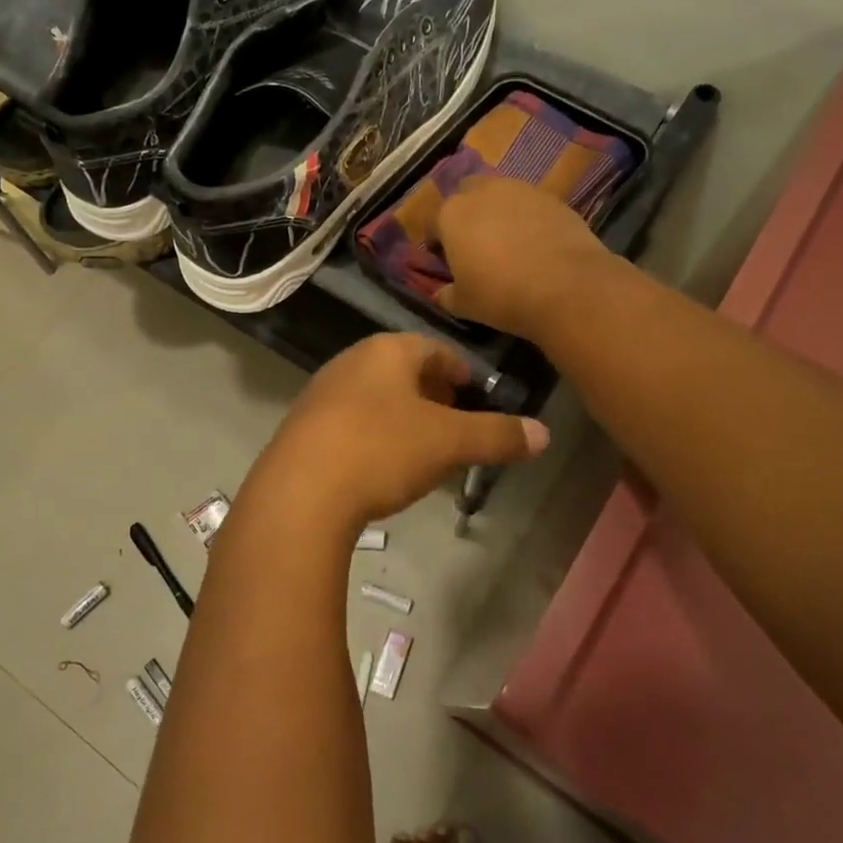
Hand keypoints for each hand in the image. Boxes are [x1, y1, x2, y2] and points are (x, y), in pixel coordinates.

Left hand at [246, 333, 549, 531]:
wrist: (299, 494)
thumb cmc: (381, 450)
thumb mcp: (449, 443)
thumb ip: (497, 435)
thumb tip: (544, 433)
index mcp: (386, 351)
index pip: (434, 349)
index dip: (460, 370)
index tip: (474, 394)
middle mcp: (350, 362)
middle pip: (402, 371)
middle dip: (432, 395)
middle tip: (453, 423)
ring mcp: (321, 393)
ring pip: (374, 397)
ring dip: (401, 417)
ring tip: (421, 448)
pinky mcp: (302, 427)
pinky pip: (349, 422)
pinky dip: (373, 436)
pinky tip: (380, 466)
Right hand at [431, 176, 614, 337]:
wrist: (567, 286)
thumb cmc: (501, 295)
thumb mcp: (464, 304)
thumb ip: (446, 295)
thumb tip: (442, 293)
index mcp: (451, 214)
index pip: (432, 222)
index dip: (436, 243)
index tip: (445, 262)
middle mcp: (482, 192)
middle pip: (465, 195)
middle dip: (466, 214)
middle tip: (475, 244)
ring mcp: (520, 189)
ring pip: (500, 194)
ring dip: (497, 211)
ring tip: (508, 242)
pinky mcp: (552, 197)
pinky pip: (529, 204)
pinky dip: (527, 217)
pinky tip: (536, 243)